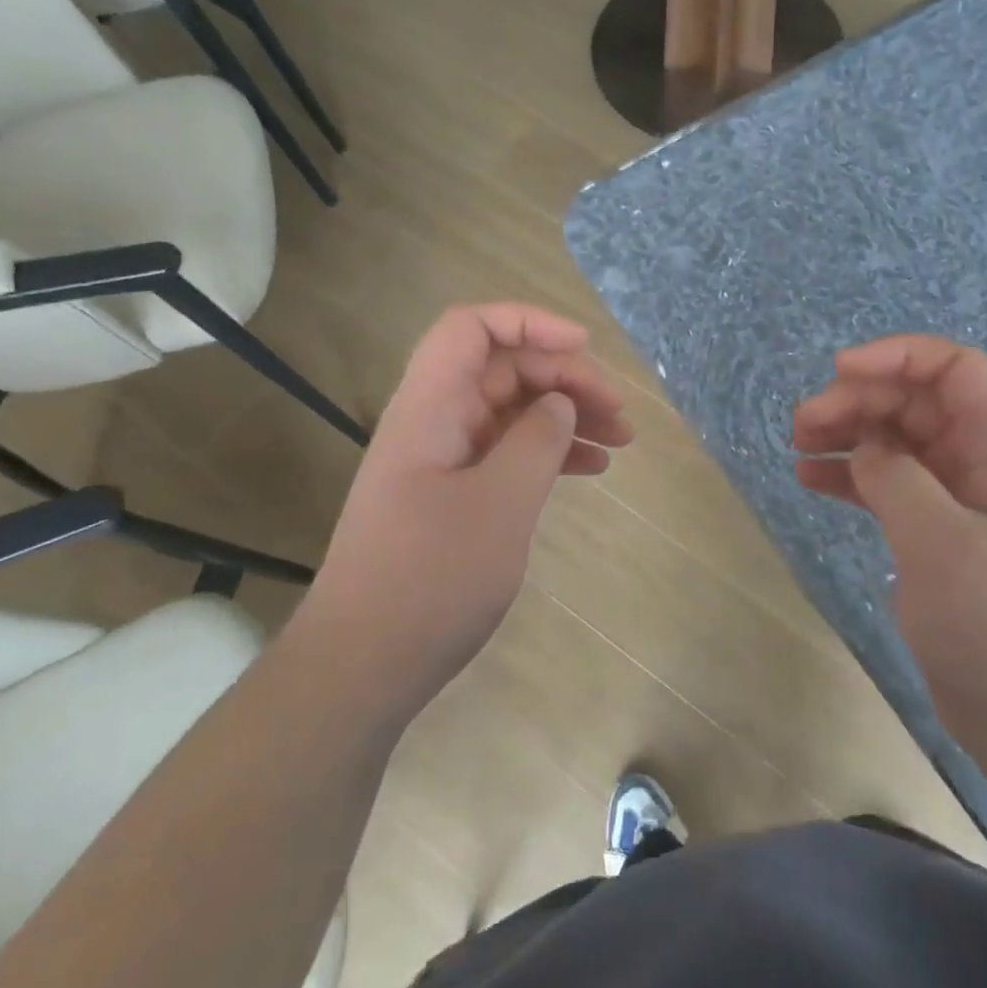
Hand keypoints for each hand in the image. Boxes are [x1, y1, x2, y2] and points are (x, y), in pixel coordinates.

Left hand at [308, 304, 631, 720]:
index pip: (472, 329)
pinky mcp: (453, 497)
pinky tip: (591, 468)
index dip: (530, 322)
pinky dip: (550, 453)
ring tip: (621, 440)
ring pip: (512, 412)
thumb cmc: (430, 579)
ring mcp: (443, 461)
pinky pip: (508, 454)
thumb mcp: (500, 504)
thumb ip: (537, 440)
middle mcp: (434, 423)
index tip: (585, 347)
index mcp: (431, 408)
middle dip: (564, 378)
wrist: (365, 665)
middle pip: (502, 369)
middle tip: (617, 412)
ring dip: (566, 416)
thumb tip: (559, 404)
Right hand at [794, 336, 986, 742]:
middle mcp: (977, 466)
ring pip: (894, 442)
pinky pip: (884, 486)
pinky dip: (847, 475)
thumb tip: (865, 448)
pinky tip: (809, 479)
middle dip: (858, 399)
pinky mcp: (930, 537)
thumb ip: (897, 480)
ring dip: (847, 433)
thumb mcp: (944, 544)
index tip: (841, 371)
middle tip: (803, 423)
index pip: (957, 371)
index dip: (901, 356)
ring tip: (798, 444)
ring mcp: (953, 503)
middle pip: (915, 403)